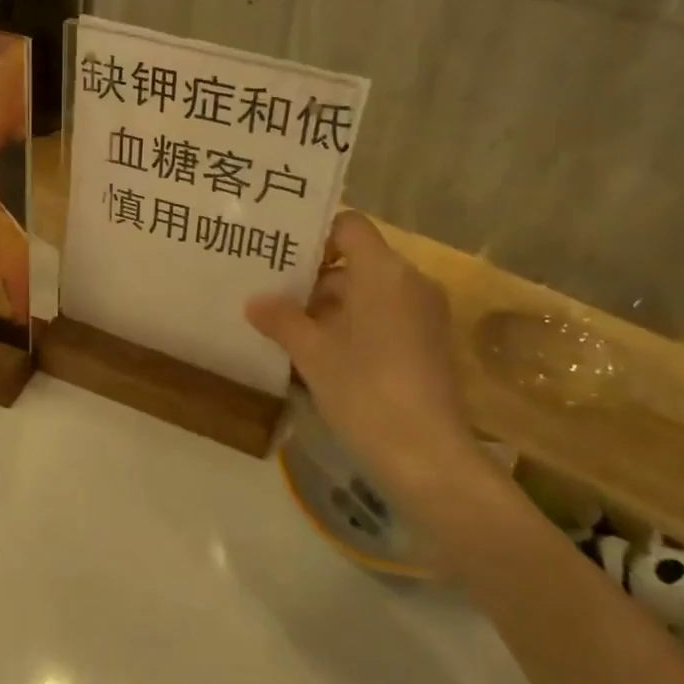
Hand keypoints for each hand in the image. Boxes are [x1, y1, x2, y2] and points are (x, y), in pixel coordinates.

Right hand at [246, 211, 474, 500]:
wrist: (428, 458)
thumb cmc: (365, 392)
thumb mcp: (312, 354)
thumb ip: (282, 319)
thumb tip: (254, 302)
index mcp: (384, 272)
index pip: (349, 225)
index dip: (315, 236)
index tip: (282, 260)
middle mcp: (410, 283)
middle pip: (356, 262)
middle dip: (314, 280)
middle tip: (272, 299)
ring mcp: (424, 315)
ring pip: (369, 293)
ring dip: (330, 308)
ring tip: (288, 332)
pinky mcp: (429, 344)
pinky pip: (384, 318)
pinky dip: (353, 327)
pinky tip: (320, 356)